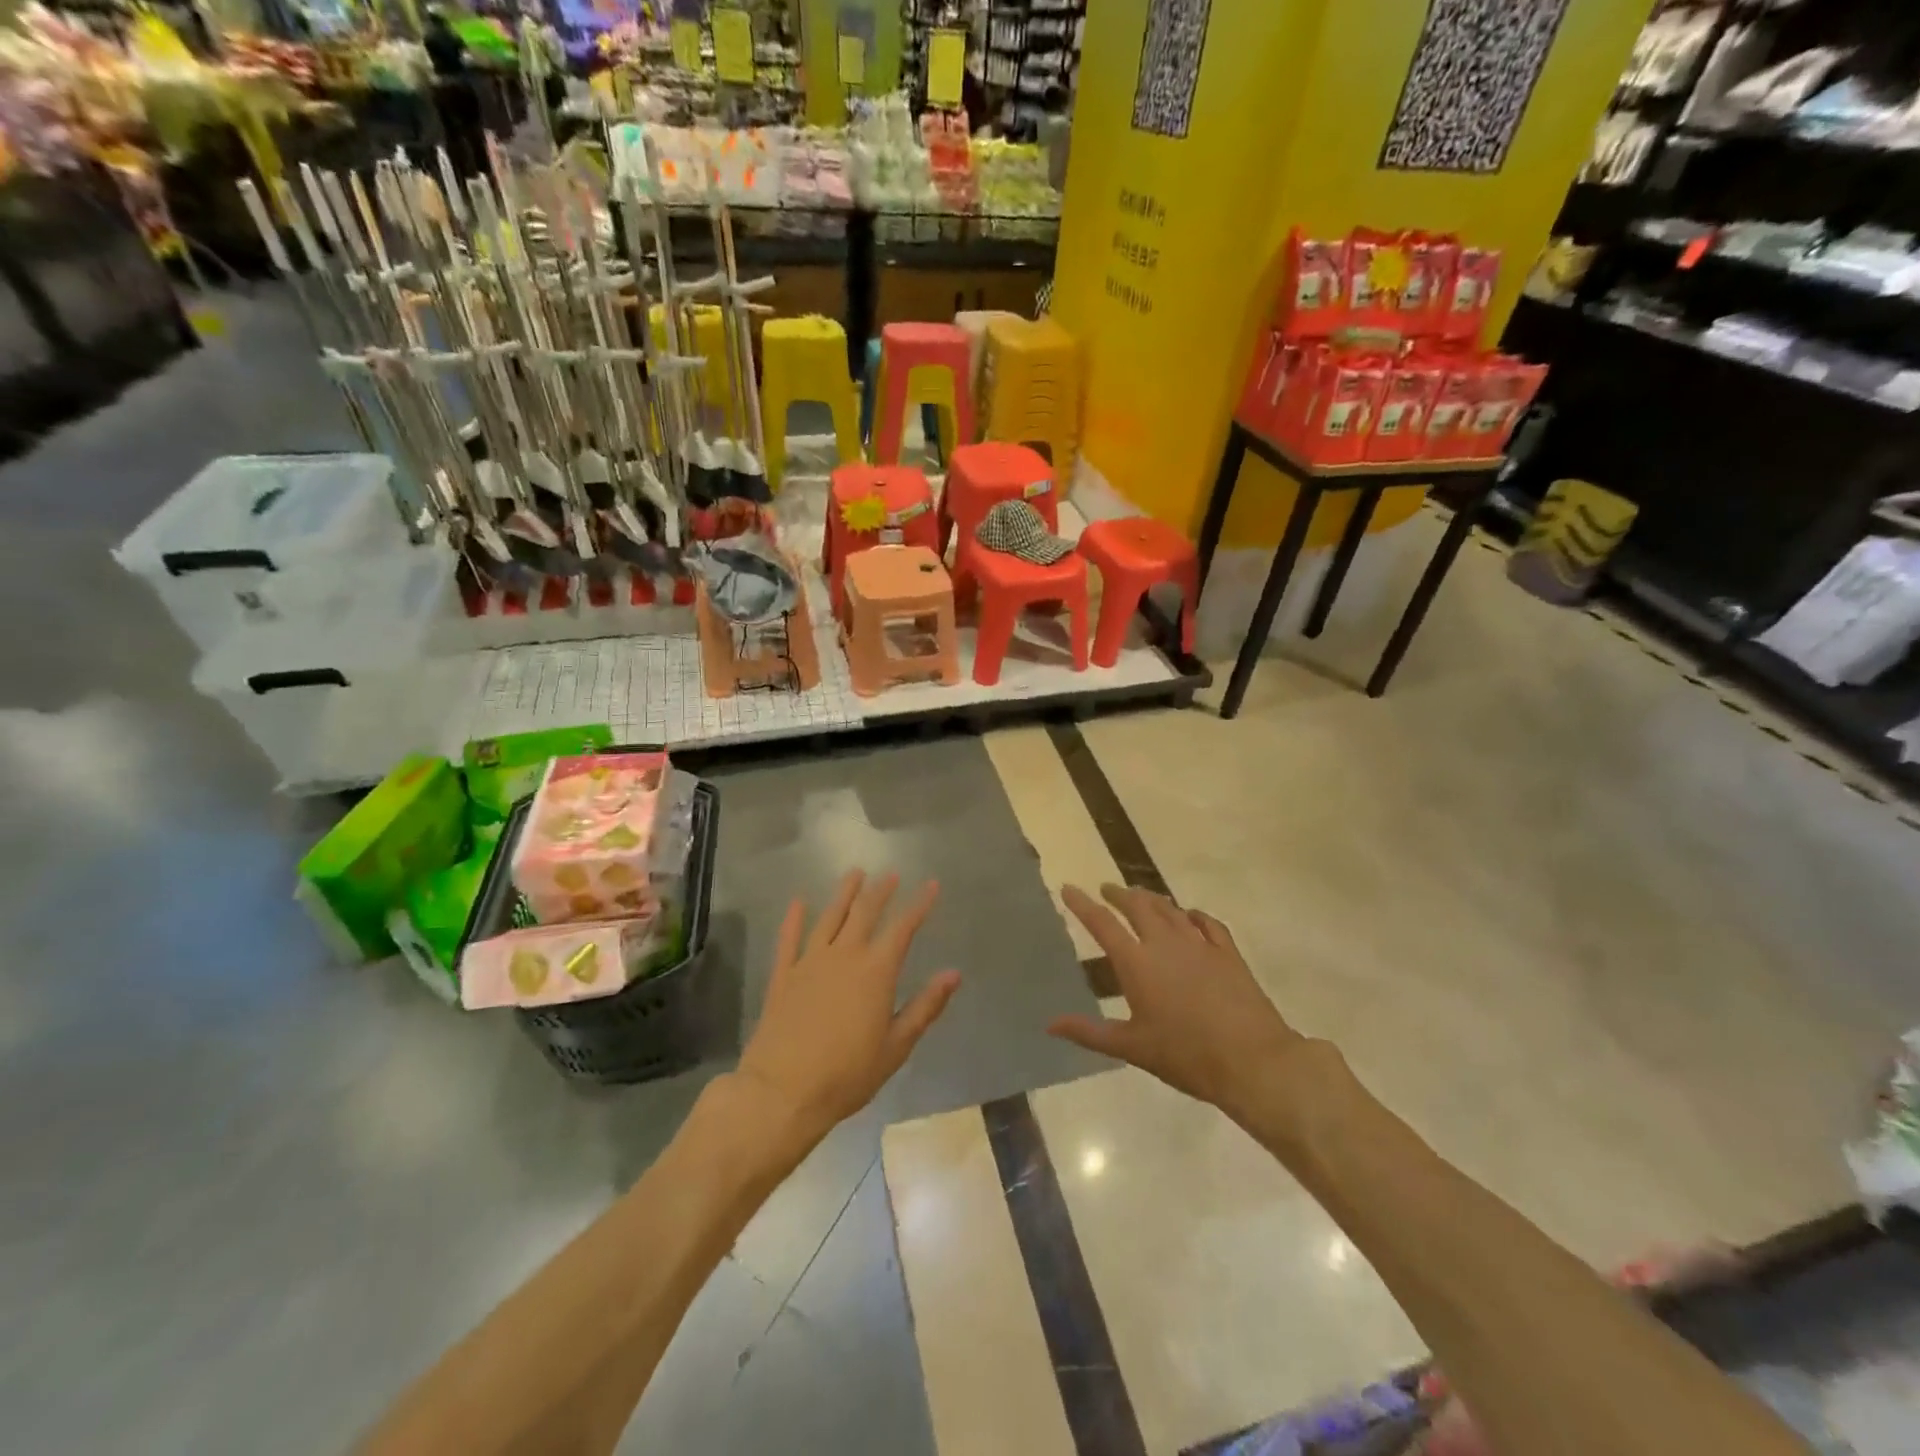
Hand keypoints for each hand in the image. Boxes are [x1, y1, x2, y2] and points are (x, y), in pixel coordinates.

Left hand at [734, 871, 960, 1149]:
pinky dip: (794, 918)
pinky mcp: (783, 976)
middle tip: (890, 874)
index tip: (931, 884)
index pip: (902, 928)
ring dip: (844, 893)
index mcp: (875, 972)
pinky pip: (788, 939)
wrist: (783, 1092)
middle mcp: (844, 956)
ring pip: (829, 917)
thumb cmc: (847, 1074)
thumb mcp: (896, 1046)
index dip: (919, 905)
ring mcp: (809, 962)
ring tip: (854, 873)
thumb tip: (953, 974)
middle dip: (880, 891)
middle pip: (864, 913)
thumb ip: (925, 1007)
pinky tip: (798, 902)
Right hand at [1047, 884, 1338, 1136]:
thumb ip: (1090, 1032)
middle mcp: (1165, 943)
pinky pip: (1207, 923)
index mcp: (1137, 963)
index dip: (1082, 904)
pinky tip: (1190, 915)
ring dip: (1152, 899)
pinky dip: (1193, 915)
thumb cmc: (1186, 1055)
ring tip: (1141, 895)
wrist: (1253, 1060)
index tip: (1068, 888)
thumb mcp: (1132, 1048)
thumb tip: (1050, 1024)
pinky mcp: (1228, 954)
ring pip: (1171, 909)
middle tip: (1107, 889)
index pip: (1102, 924)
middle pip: (1138, 906)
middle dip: (1119, 894)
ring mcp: (1200, 945)